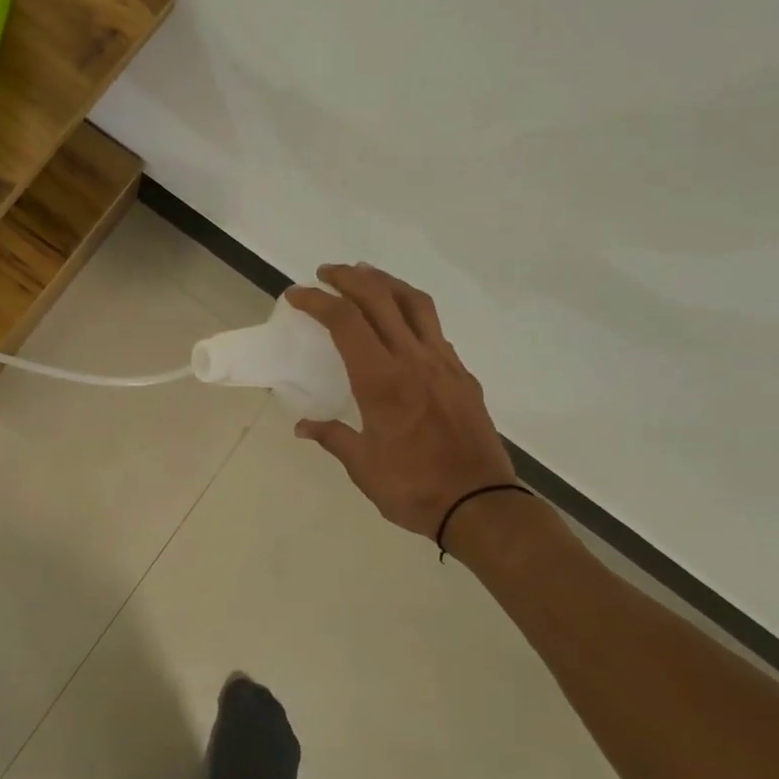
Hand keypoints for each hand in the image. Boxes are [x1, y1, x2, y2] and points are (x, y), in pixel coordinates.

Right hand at [287, 264, 519, 549]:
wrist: (481, 504)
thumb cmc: (413, 487)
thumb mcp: (362, 466)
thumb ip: (333, 437)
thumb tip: (304, 427)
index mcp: (381, 381)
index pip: (345, 322)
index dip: (318, 301)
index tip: (297, 295)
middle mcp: (413, 360)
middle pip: (379, 298)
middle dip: (348, 277)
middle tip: (325, 273)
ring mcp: (443, 363)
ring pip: (414, 303)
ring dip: (385, 282)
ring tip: (365, 276)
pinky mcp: (462, 375)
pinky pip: (434, 328)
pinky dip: (411, 312)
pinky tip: (400, 323)